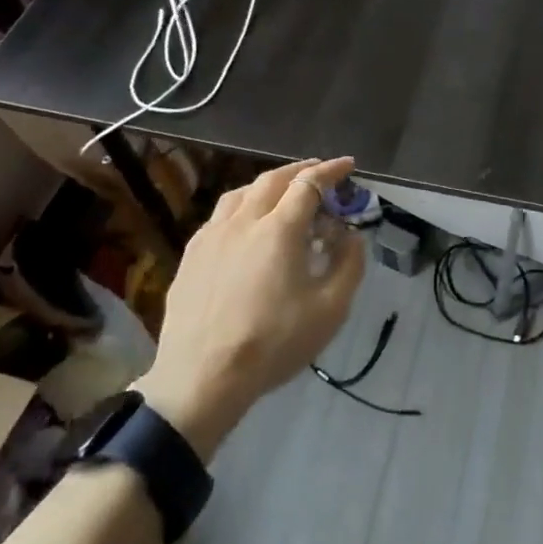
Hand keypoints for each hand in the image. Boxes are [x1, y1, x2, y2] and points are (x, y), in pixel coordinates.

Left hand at [140, 157, 363, 459]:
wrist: (202, 378)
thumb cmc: (273, 343)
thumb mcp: (330, 310)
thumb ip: (348, 265)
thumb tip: (352, 236)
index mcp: (279, 229)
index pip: (309, 183)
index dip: (331, 170)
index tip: (348, 165)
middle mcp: (243, 221)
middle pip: (273, 180)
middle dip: (300, 170)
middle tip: (318, 173)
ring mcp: (211, 236)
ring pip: (241, 194)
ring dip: (267, 185)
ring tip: (281, 193)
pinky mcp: (190, 256)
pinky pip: (219, 217)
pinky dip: (241, 208)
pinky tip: (244, 228)